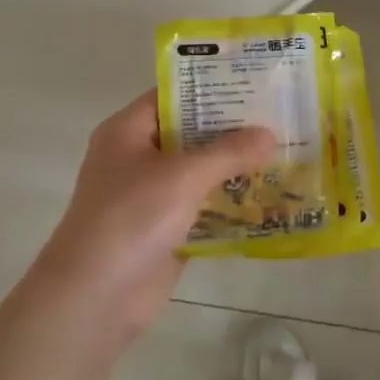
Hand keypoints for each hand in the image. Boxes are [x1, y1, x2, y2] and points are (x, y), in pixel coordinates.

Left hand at [28, 91, 276, 345]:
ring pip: (199, 173)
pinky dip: (229, 204)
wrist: (96, 296)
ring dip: (235, 168)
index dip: (211, 88)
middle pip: (189, 134)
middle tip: (279, 118)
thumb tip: (269, 134)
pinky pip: (202, 208)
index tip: (255, 83)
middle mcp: (137, 158)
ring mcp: (150, 196)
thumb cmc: (132, 218)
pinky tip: (268, 198)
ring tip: (283, 153)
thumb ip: (228, 152)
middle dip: (232, 130)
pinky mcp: (165, 230)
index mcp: (127, 132)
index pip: (173, 96)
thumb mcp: (183, 176)